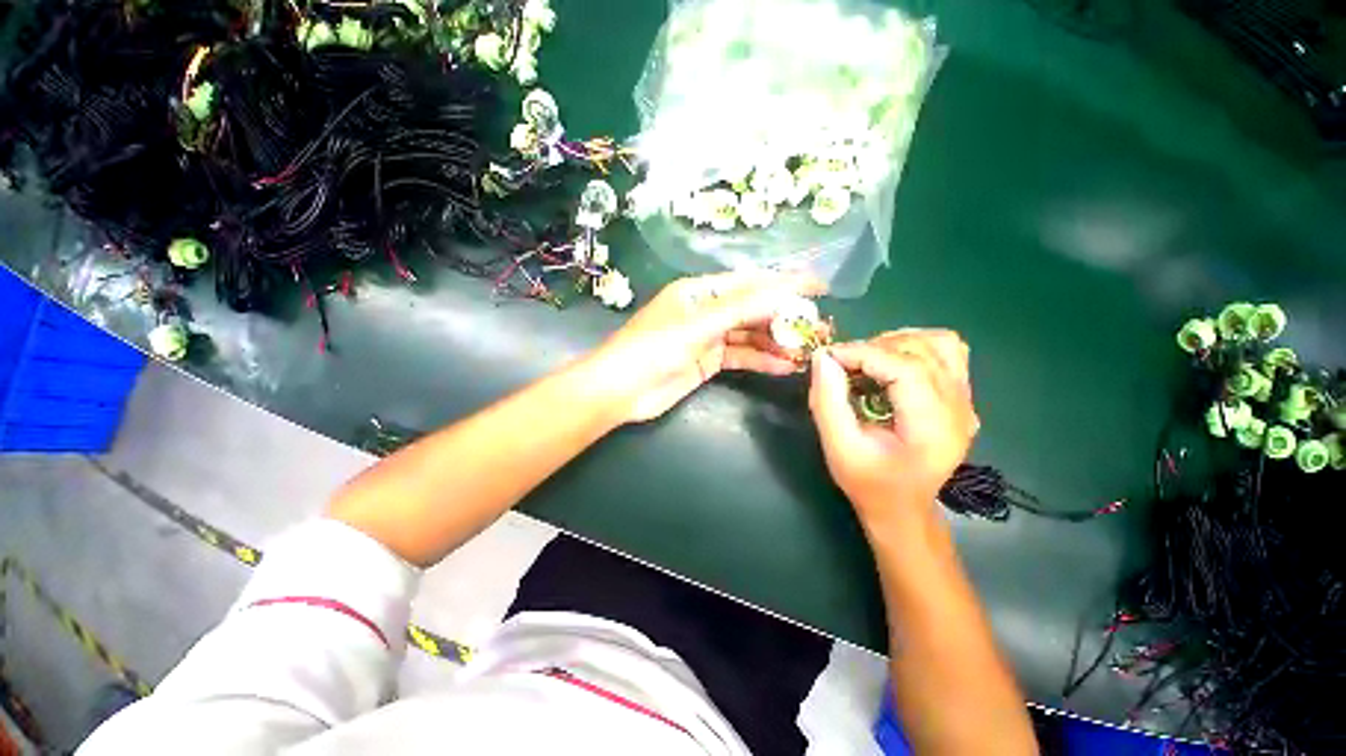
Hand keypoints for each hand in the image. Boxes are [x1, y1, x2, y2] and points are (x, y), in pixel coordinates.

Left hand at [588, 272, 824, 423]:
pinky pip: (741, 357)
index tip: (818, 287)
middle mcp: (706, 310)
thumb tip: (785, 291)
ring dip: (775, 342)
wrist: (621, 390)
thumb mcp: (698, 324)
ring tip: (805, 351)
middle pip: (752, 309)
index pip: (749, 282)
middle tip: (816, 327)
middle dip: (783, 317)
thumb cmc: (653, 348)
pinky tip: (783, 366)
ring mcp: (708, 337)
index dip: (783, 283)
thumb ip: (742, 308)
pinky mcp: (708, 362)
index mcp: (700, 291)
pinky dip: (761, 360)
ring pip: (749, 335)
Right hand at [808, 330, 978, 519]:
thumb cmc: (868, 483)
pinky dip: (916, 348)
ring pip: (940, 343)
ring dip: (897, 343)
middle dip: (875, 347)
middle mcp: (959, 408)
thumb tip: (822, 357)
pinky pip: (947, 353)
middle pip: (923, 350)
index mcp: (933, 427)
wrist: (902, 508)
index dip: (863, 353)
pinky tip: (891, 365)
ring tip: (868, 362)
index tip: (829, 357)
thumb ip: (828, 402)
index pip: (906, 367)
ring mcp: (966, 401)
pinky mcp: (961, 397)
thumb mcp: (839, 448)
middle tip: (843, 365)